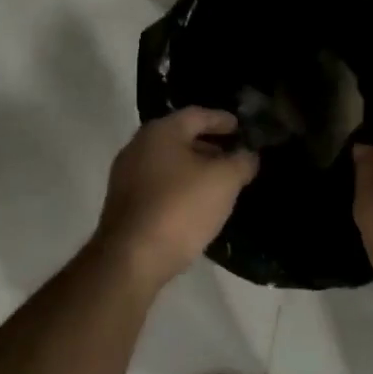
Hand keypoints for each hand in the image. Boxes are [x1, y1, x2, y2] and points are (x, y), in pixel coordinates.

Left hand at [95, 108, 258, 287]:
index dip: (223, 120)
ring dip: (195, 168)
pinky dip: (180, 187)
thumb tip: (248, 154)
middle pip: (181, 137)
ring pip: (169, 163)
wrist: (132, 258)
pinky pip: (159, 185)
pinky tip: (197, 203)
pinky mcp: (124, 204)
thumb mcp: (224, 181)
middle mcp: (138, 146)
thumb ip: (241, 162)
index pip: (198, 115)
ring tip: (221, 182)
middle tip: (235, 156)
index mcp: (160, 132)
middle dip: (210, 145)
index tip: (243, 128)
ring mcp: (126, 176)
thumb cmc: (180, 208)